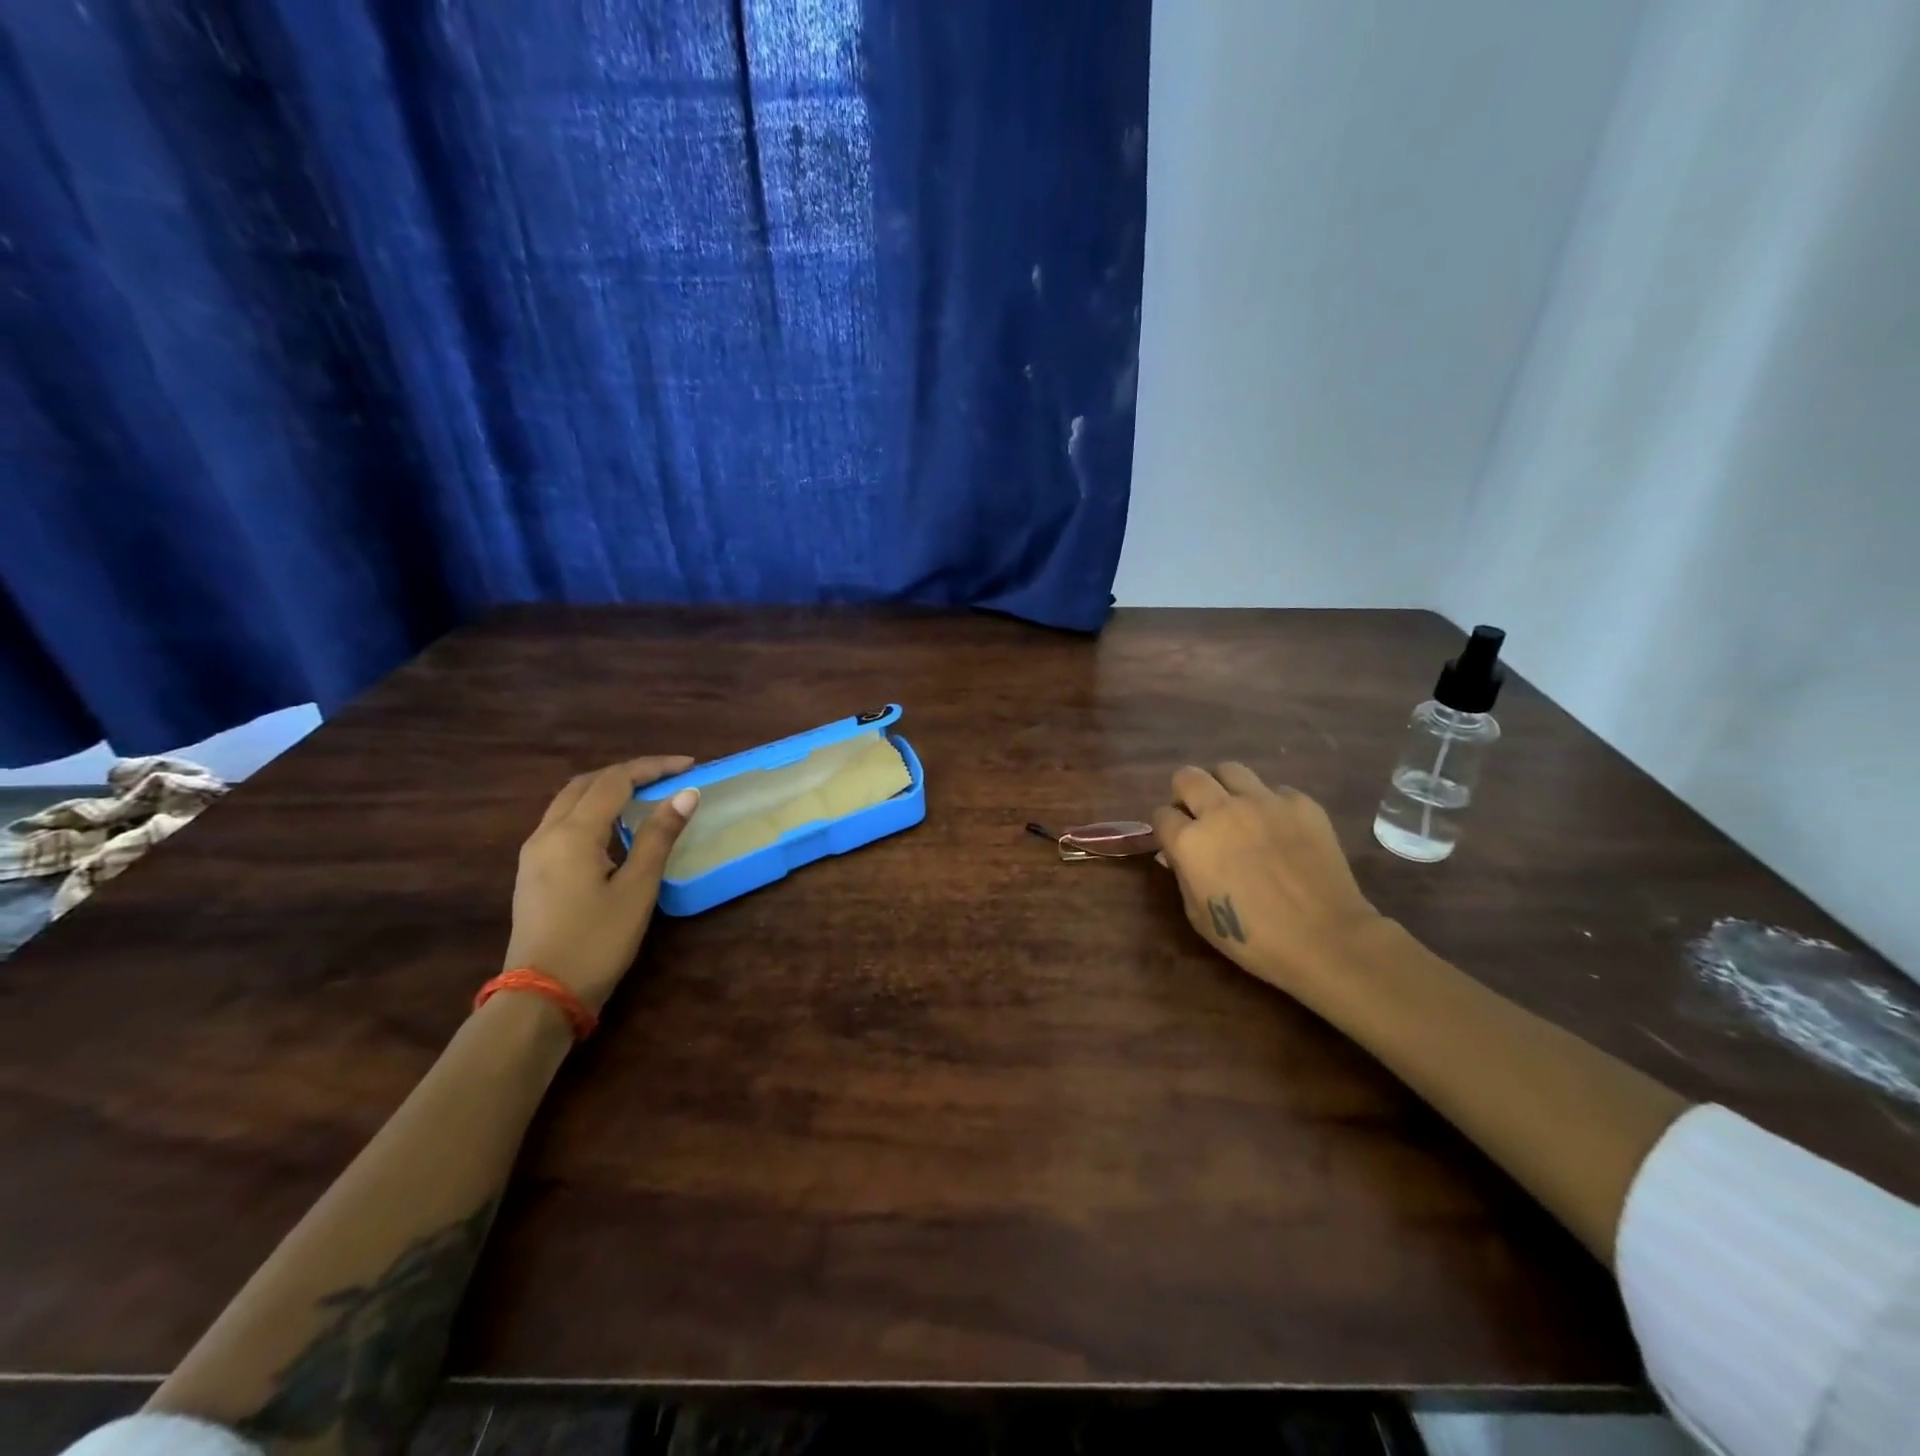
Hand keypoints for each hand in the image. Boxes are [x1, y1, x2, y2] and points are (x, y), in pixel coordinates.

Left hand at [504, 757, 700, 1011]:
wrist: (540, 997)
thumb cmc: (596, 942)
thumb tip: (686, 793)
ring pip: (570, 802)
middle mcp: (546, 834)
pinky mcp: (532, 873)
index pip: (615, 780)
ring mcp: (533, 854)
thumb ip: (659, 836)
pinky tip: (615, 829)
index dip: (653, 767)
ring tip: (645, 796)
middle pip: (586, 784)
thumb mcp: (637, 889)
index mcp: (572, 833)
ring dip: (607, 790)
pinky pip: (563, 823)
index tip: (689, 766)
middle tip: (667, 777)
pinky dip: (592, 811)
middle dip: (628, 773)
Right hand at [1151, 763, 1386, 1005]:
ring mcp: (1264, 802)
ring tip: (1236, 811)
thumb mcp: (1199, 916)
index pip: (1162, 815)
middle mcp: (1222, 811)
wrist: (1326, 938)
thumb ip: (1183, 876)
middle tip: (1199, 815)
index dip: (1167, 828)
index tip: (1176, 841)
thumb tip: (1175, 854)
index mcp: (1191, 841)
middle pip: (1188, 777)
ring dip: (1224, 788)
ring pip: (1229, 770)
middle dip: (1186, 793)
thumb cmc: (1253, 938)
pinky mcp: (1301, 803)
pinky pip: (1275, 791)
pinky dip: (1270, 805)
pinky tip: (1280, 829)